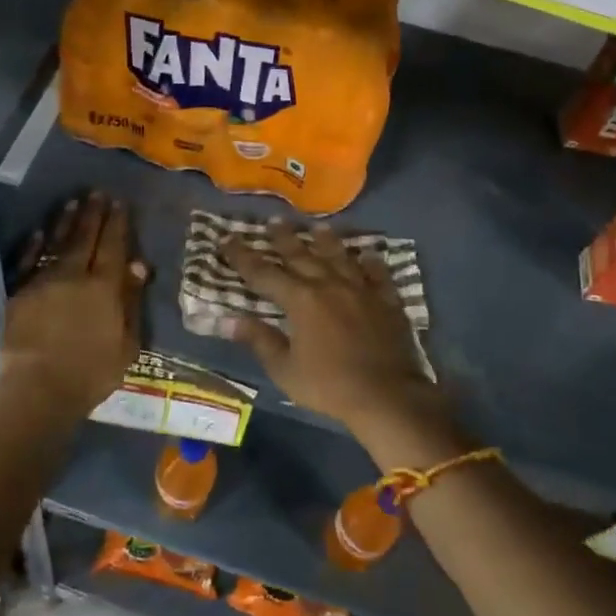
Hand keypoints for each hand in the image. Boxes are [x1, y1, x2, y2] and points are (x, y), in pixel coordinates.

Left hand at [0, 192, 146, 424]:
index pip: (113, 246)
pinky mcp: (18, 294)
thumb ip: (131, 302)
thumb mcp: (127, 344)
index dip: (117, 223)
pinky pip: (27, 262)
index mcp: (104, 288)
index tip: (120, 202)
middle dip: (93, 214)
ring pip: (56, 243)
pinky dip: (33, 245)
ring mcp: (43, 282)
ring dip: (65, 221)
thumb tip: (138, 265)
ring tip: (72, 202)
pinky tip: (38, 232)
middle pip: (85, 238)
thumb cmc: (91, 373)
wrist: (38, 389)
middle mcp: (74, 276)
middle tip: (97, 192)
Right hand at [219, 218, 442, 435]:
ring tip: (318, 227)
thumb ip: (260, 340)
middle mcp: (328, 284)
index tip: (227, 239)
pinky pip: (377, 273)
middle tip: (274, 220)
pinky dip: (371, 262)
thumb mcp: (285, 370)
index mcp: (300, 300)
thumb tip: (229, 319)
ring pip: (339, 256)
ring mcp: (360, 289)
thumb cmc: (329, 386)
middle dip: (284, 237)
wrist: (388, 395)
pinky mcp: (386, 300)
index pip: (263, 272)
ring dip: (326, 240)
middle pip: (302, 254)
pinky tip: (368, 253)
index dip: (243, 256)